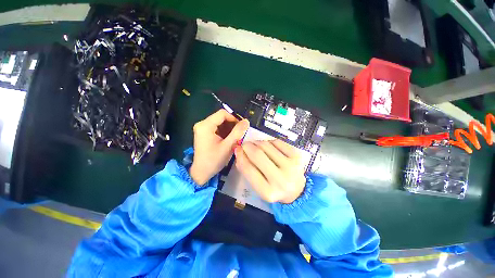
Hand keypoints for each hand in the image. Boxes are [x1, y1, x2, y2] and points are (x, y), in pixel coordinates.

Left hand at [190, 109, 249, 184]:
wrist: (201, 172)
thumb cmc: (214, 160)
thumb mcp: (228, 146)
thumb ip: (237, 132)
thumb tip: (246, 121)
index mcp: (205, 126)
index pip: (222, 114)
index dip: (234, 118)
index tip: (242, 127)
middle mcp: (202, 124)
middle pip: (221, 117)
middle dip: (232, 124)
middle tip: (240, 133)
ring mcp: (202, 128)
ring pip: (220, 122)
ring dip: (229, 128)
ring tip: (236, 137)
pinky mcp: (204, 133)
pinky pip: (217, 128)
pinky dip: (225, 132)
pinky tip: (229, 139)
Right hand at [234, 139, 305, 203]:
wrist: (297, 191)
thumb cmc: (273, 189)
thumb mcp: (258, 186)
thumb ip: (247, 170)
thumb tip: (239, 151)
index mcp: (268, 192)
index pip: (248, 169)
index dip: (240, 156)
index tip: (237, 149)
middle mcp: (280, 180)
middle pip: (257, 154)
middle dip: (248, 146)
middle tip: (245, 144)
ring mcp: (291, 166)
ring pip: (267, 145)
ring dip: (257, 142)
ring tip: (256, 145)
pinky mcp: (297, 156)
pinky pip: (277, 142)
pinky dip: (269, 142)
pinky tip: (269, 146)